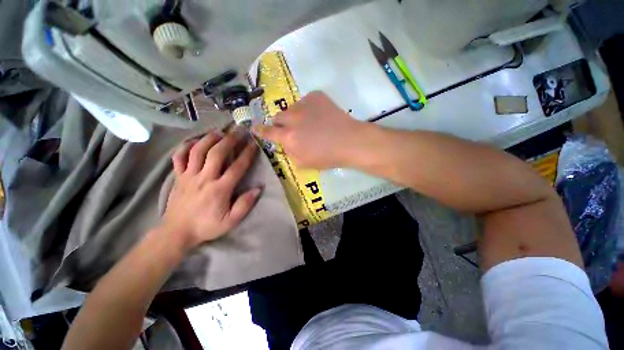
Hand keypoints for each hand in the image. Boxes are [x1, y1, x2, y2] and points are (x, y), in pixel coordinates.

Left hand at [160, 129, 260, 250]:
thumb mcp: (231, 221)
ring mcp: (188, 176)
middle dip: (230, 139)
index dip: (247, 153)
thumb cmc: (207, 226)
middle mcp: (204, 178)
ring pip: (197, 151)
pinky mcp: (178, 176)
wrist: (177, 232)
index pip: (237, 167)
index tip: (254, 143)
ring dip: (209, 138)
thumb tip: (258, 188)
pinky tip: (194, 141)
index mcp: (220, 189)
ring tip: (220, 131)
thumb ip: (245, 205)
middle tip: (239, 130)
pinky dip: (185, 146)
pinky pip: (179, 157)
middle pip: (217, 153)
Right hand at [252, 91, 364, 168]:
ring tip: (311, 123)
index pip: (268, 132)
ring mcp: (304, 104)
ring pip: (292, 109)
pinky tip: (320, 116)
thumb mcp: (304, 163)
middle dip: (282, 124)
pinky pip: (305, 101)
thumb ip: (290, 153)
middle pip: (278, 117)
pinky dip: (309, 109)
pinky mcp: (316, 95)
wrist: (350, 141)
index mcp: (289, 137)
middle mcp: (292, 118)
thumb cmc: (328, 157)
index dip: (260, 130)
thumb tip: (285, 144)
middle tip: (293, 130)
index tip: (254, 127)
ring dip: (296, 116)